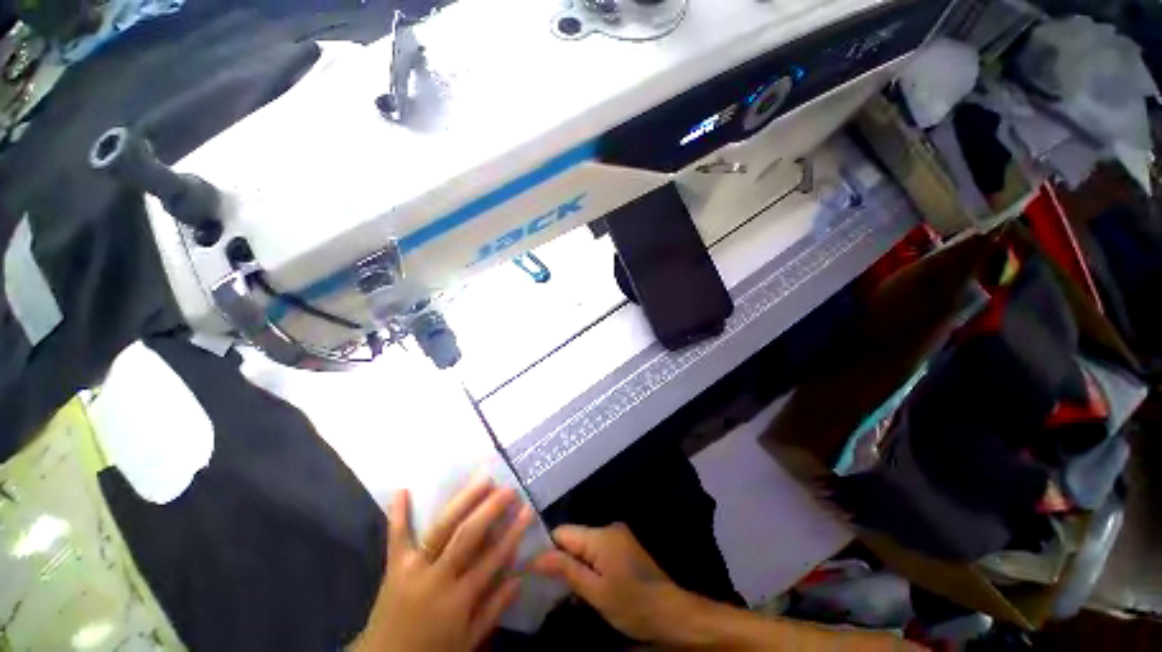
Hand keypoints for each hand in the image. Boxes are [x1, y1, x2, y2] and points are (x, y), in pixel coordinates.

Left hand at [355, 479, 533, 651]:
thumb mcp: (468, 641)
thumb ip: (493, 609)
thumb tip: (519, 576)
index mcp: (458, 599)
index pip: (492, 559)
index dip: (513, 533)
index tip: (527, 509)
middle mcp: (436, 578)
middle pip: (467, 536)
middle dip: (490, 510)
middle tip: (508, 489)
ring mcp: (412, 568)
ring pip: (440, 528)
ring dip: (463, 501)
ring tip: (482, 480)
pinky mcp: (393, 566)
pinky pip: (396, 538)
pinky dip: (398, 514)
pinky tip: (403, 490)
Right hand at [530, 523, 693, 642]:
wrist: (672, 613)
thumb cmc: (633, 604)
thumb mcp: (595, 592)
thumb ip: (566, 570)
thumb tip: (535, 556)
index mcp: (601, 534)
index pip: (563, 532)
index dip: (546, 549)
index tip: (533, 571)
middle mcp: (609, 528)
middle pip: (574, 539)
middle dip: (561, 560)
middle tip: (549, 588)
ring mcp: (618, 537)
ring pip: (584, 547)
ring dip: (574, 566)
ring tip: (564, 592)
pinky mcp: (623, 548)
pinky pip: (597, 552)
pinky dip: (588, 567)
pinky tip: (585, 588)